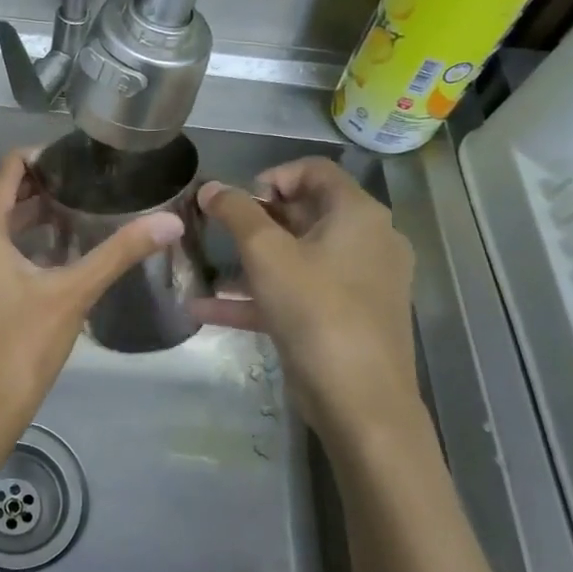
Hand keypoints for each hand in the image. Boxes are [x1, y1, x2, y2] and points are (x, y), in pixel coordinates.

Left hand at [0, 149, 182, 463]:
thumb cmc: (25, 346)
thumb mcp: (74, 293)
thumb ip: (120, 252)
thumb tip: (170, 221)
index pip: (5, 174)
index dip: (36, 159)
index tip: (71, 157)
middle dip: (31, 188)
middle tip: (76, 184)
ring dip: (19, 217)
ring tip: (65, 212)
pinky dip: (7, 243)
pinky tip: (41, 253)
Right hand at [195, 158, 425, 452]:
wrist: (360, 400)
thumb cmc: (315, 310)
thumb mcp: (266, 254)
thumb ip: (235, 213)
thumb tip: (210, 187)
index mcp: (358, 215)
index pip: (314, 171)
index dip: (271, 177)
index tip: (236, 202)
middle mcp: (367, 241)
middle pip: (305, 213)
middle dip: (254, 221)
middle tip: (215, 232)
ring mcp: (359, 283)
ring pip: (297, 258)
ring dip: (249, 262)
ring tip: (204, 269)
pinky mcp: (345, 318)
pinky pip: (298, 294)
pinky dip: (259, 296)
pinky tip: (207, 311)